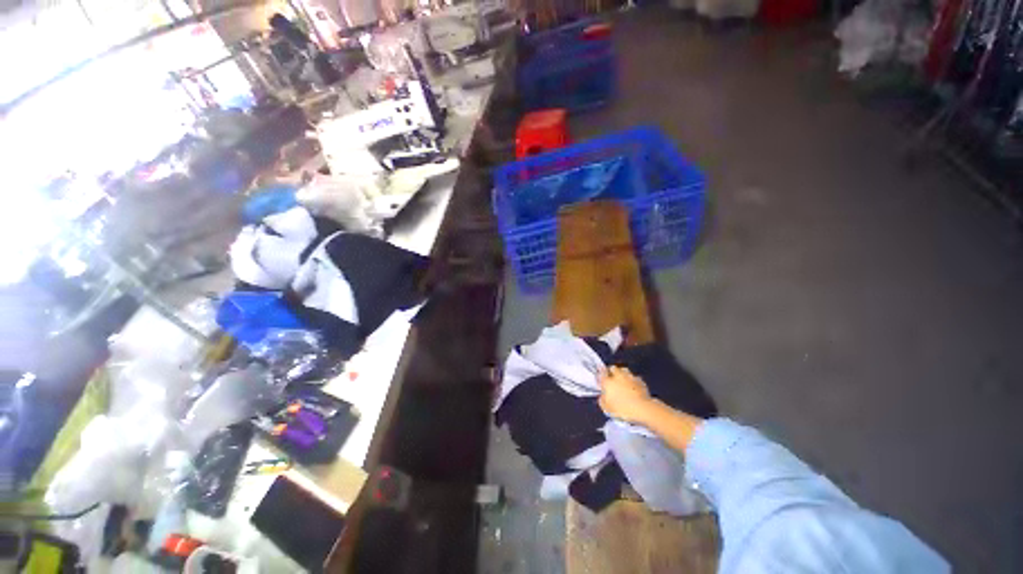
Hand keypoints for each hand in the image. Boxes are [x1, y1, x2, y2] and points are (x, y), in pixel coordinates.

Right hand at [599, 366, 654, 423]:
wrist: (643, 409)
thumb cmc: (622, 409)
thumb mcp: (607, 409)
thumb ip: (602, 401)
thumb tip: (601, 397)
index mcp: (608, 381)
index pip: (601, 372)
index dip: (600, 375)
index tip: (601, 379)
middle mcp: (618, 376)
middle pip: (613, 368)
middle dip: (611, 371)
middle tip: (612, 378)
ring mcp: (630, 377)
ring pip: (624, 370)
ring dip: (622, 374)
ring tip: (623, 381)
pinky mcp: (640, 381)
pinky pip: (634, 378)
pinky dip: (632, 381)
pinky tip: (633, 387)